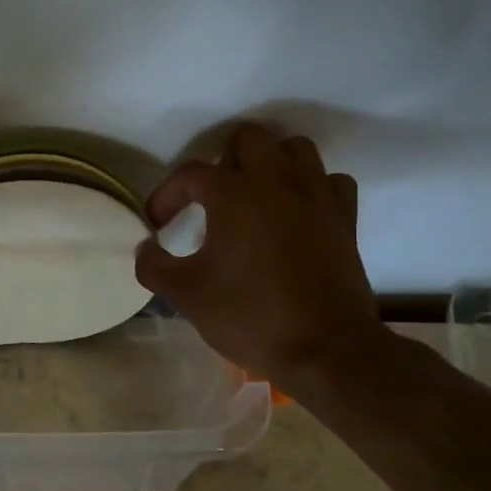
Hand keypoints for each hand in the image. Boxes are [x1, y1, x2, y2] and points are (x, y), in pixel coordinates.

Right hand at [135, 123, 385, 390]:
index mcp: (234, 194)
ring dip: (270, 164)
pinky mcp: (345, 218)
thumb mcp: (186, 295)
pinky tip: (296, 213)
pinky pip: (329, 181)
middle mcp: (277, 181)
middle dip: (222, 163)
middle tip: (211, 201)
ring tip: (254, 198)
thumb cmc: (250, 317)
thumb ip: (153, 265)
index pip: (190, 174)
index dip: (166, 196)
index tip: (158, 225)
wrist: (326, 351)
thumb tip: (146, 247)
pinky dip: (311, 187)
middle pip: (248, 139)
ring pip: (294, 149)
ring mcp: (317, 196)